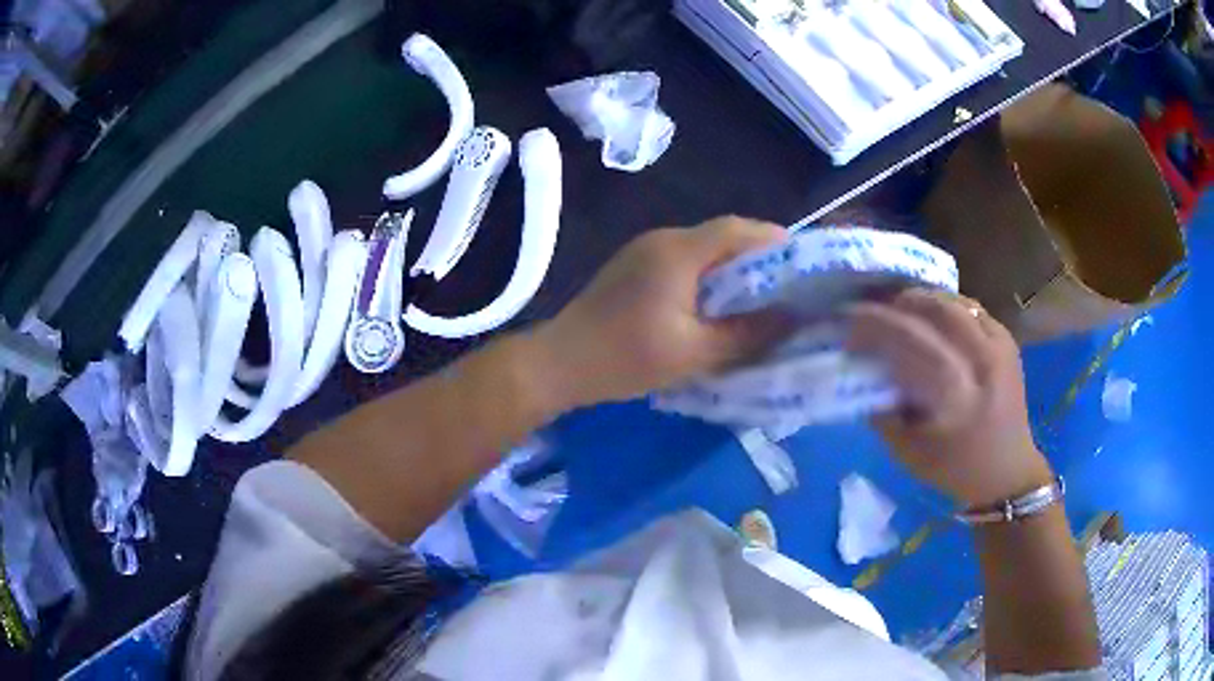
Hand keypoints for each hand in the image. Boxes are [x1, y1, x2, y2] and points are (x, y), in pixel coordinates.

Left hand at [534, 216, 793, 408]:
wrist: (558, 363)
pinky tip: (719, 306)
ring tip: (761, 299)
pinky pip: (684, 262)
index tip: (804, 265)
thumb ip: (747, 335)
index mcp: (678, 251)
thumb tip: (792, 320)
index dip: (775, 241)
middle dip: (759, 258)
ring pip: (704, 249)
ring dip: (734, 269)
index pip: (738, 229)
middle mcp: (662, 240)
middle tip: (788, 287)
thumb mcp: (693, 353)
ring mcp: (644, 252)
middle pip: (722, 236)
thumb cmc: (625, 358)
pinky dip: (709, 278)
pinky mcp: (634, 268)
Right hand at [846, 289, 1051, 507]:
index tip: (847, 318)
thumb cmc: (954, 469)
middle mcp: (980, 360)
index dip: (876, 322)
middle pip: (934, 309)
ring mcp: (998, 346)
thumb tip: (861, 372)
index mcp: (955, 392)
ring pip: (954, 302)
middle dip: (898, 303)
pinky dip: (947, 305)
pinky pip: (972, 308)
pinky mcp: (1006, 341)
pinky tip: (934, 316)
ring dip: (922, 299)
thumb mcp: (908, 451)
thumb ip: (883, 409)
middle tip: (873, 310)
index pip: (910, 338)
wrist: (1007, 472)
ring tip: (900, 308)